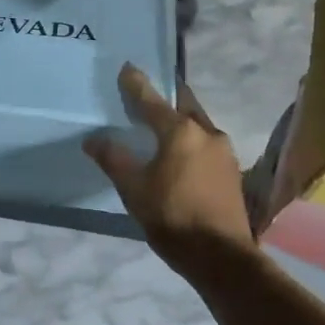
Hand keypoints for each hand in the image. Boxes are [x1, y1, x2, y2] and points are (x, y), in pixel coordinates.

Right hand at [84, 65, 256, 272]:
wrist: (222, 257)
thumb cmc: (172, 217)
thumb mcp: (134, 189)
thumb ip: (114, 159)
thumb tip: (93, 139)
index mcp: (181, 131)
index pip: (152, 100)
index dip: (136, 84)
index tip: (127, 67)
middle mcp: (207, 133)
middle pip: (183, 105)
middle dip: (166, 97)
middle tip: (149, 94)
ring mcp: (224, 152)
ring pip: (197, 125)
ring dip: (180, 120)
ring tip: (161, 125)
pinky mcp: (231, 171)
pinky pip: (206, 144)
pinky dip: (190, 140)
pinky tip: (180, 154)